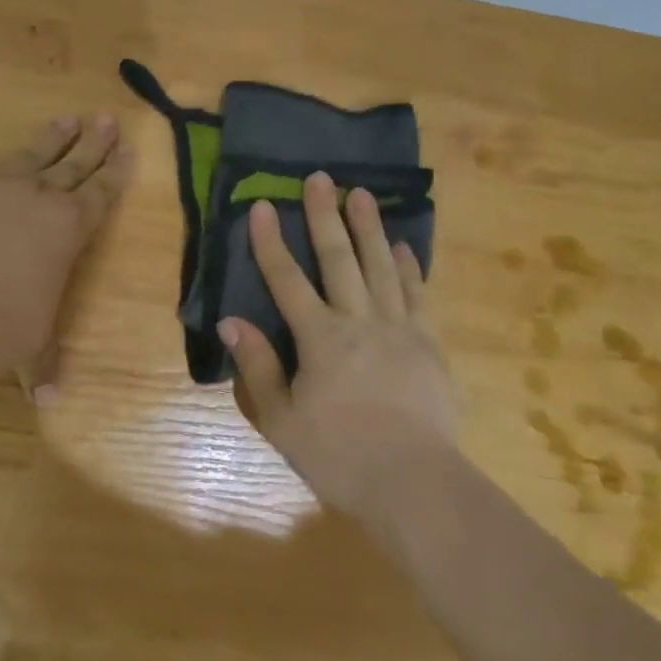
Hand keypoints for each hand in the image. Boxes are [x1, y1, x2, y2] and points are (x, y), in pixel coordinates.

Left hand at [0, 114, 133, 394]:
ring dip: (53, 137)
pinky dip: (0, 163)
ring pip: (34, 153)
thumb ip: (41, 362)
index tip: (129, 148)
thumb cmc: (6, 328)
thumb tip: (45, 401)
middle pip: (74, 161)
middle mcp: (40, 198)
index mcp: (70, 227)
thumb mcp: (32, 343)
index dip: (117, 170)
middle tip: (106, 117)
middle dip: (93, 140)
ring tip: (66, 118)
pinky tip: (2, 159)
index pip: (101, 191)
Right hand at [220, 172, 456, 523]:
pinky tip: (403, 246)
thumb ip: (258, 367)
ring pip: (381, 266)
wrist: (415, 482)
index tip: (261, 204)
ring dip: (369, 227)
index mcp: (321, 338)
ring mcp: (399, 327)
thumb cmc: (340, 455)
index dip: (271, 241)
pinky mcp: (429, 343)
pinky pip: (417, 294)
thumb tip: (231, 321)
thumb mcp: (283, 420)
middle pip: (339, 258)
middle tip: (321, 178)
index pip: (287, 279)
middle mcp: (359, 320)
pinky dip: (409, 267)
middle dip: (325, 216)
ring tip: (362, 194)